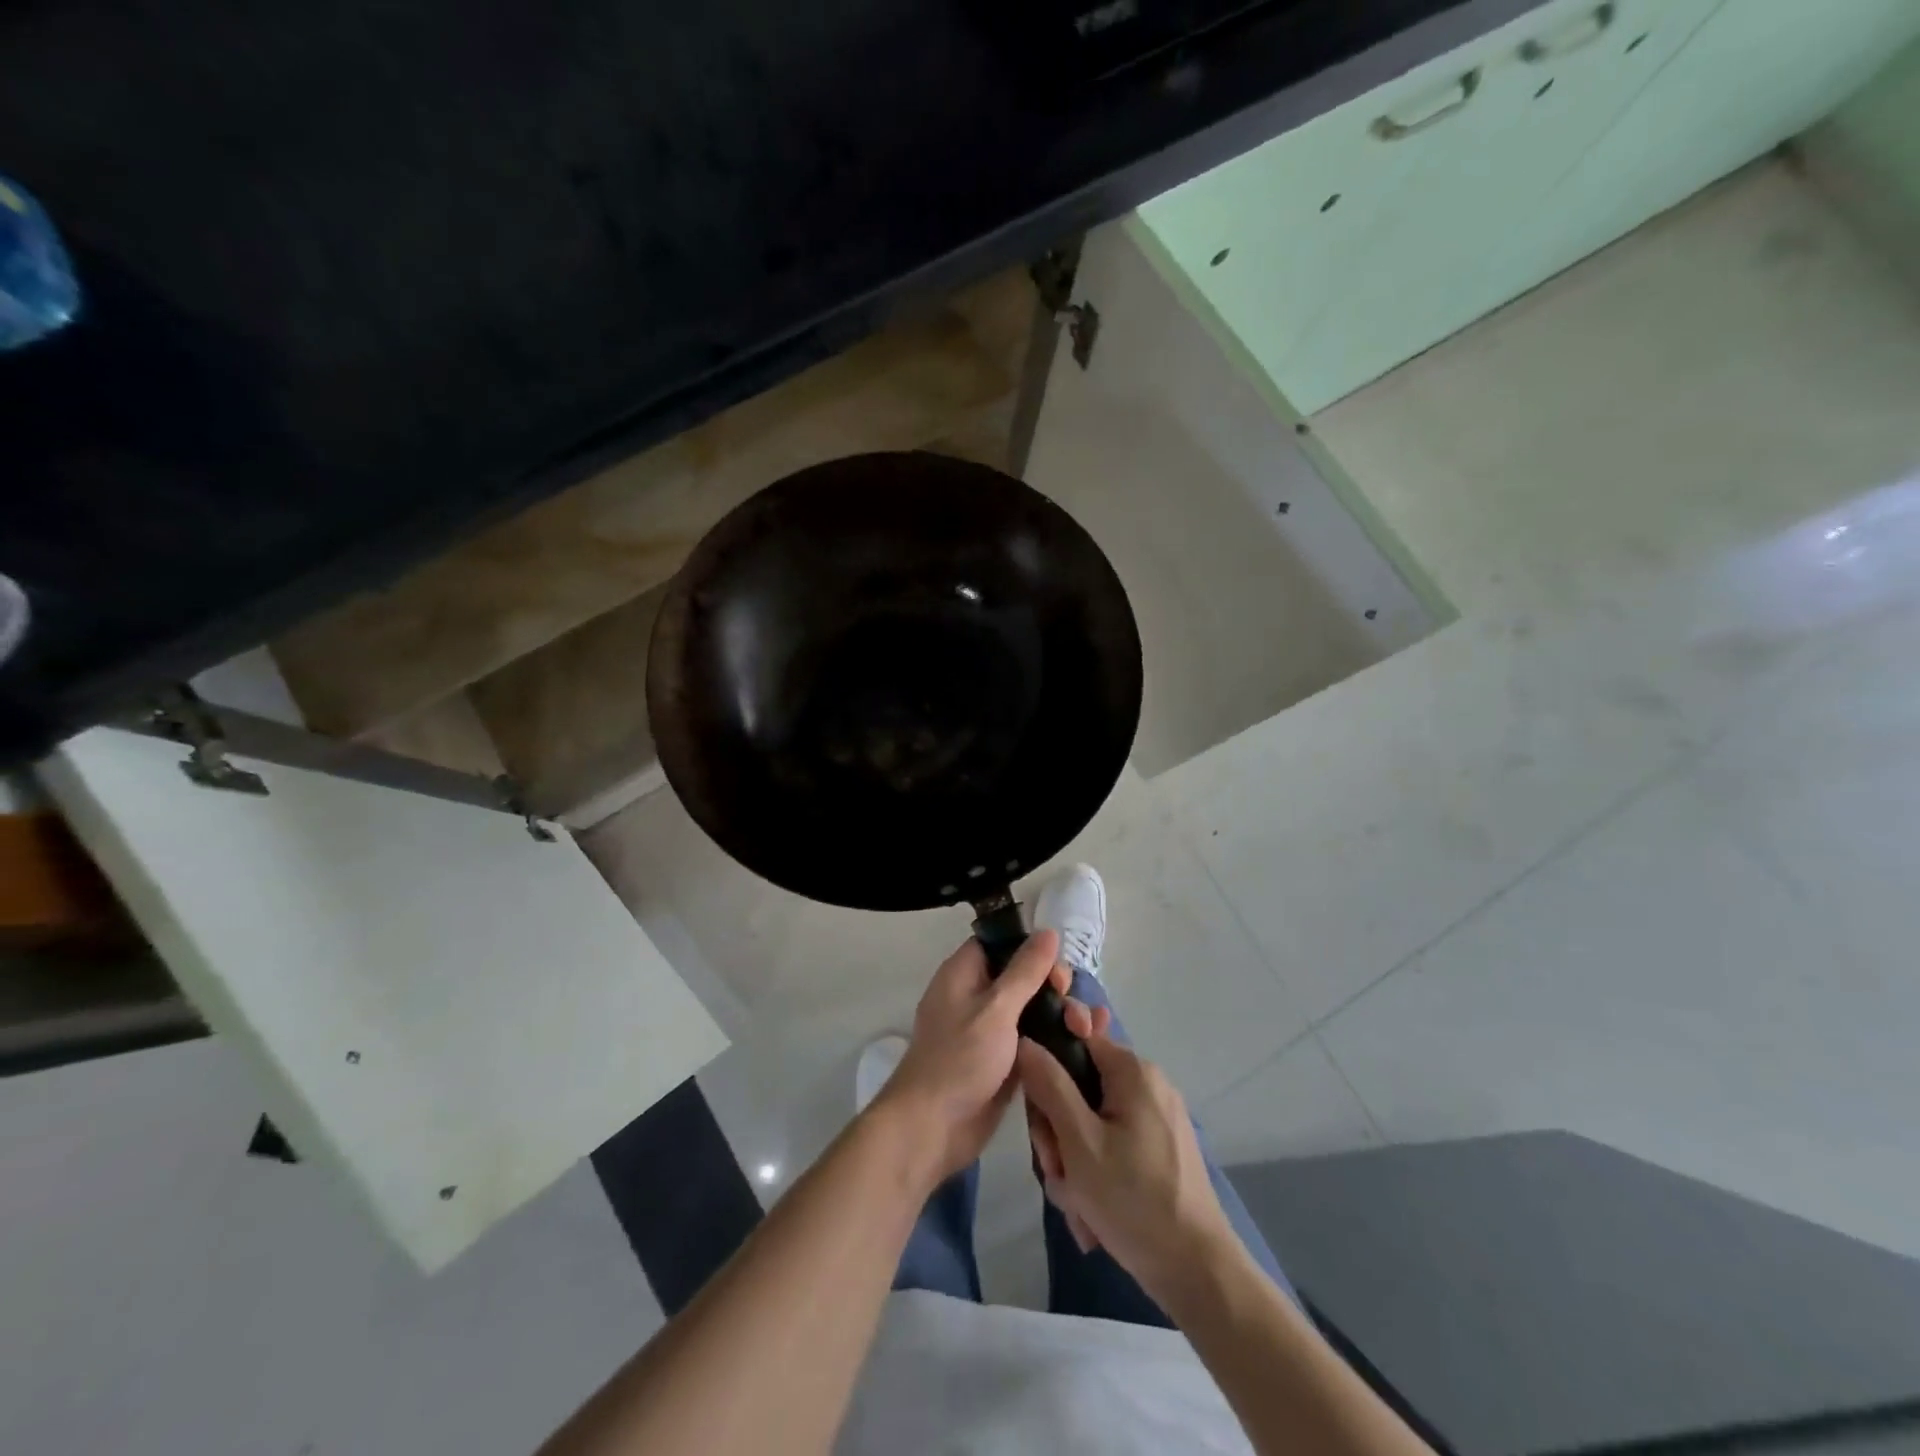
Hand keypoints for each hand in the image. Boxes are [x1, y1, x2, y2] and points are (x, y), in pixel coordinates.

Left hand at [874, 929, 1069, 1186]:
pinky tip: (1086, 1044)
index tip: (1056, 963)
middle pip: (1022, 977)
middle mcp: (975, 997)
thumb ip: (1025, 971)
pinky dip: (1055, 1040)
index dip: (1029, 947)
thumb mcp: (996, 1009)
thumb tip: (1048, 931)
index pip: (999, 944)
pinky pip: (1034, 1040)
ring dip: (1060, 1015)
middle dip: (1053, 986)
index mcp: (963, 974)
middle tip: (1070, 1003)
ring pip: (1032, 1010)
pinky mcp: (1003, 1062)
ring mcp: (990, 1032)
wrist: (933, 1128)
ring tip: (1086, 1029)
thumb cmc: (959, 1059)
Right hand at [1018, 1007, 1237, 1301]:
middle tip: (1056, 1171)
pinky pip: (1112, 1147)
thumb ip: (1049, 1086)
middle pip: (1080, 1089)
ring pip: (1091, 1124)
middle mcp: (1147, 1085)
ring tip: (1077, 1203)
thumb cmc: (1134, 1199)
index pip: (1074, 1042)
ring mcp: (1157, 1119)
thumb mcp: (1079, 1141)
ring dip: (1074, 1162)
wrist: (1197, 1272)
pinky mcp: (1160, 1151)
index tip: (1039, 1120)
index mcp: (1133, 1071)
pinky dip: (1096, 1175)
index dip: (1048, 1075)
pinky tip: (1093, 1214)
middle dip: (1059, 1133)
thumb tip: (1025, 1041)